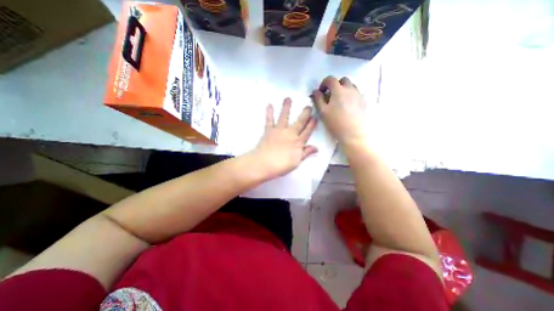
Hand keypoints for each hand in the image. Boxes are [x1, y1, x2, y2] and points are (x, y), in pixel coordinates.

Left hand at [249, 97, 318, 179]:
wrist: (263, 164)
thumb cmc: (281, 165)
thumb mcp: (296, 162)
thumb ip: (306, 153)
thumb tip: (316, 147)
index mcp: (297, 142)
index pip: (307, 131)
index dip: (312, 124)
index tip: (315, 117)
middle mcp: (290, 134)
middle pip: (299, 122)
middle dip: (305, 114)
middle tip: (308, 105)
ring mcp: (279, 131)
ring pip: (284, 117)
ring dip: (286, 107)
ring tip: (288, 98)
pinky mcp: (269, 131)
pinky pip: (269, 120)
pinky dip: (269, 113)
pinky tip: (269, 105)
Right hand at [311, 77, 366, 146]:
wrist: (353, 134)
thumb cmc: (335, 123)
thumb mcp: (322, 112)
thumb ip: (318, 99)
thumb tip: (315, 91)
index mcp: (339, 90)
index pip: (330, 79)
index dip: (324, 83)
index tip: (321, 92)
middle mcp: (350, 89)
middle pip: (343, 80)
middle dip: (335, 85)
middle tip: (331, 96)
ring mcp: (359, 95)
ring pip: (351, 86)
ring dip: (344, 89)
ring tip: (340, 101)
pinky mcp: (364, 101)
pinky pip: (357, 93)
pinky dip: (351, 95)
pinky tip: (348, 106)